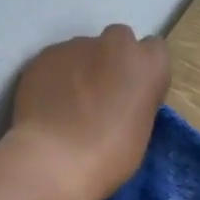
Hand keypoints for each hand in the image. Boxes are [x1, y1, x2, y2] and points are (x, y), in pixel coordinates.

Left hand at [10, 25, 170, 199]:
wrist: (54, 159)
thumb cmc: (109, 156)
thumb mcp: (140, 131)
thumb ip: (135, 102)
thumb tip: (119, 100)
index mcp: (148, 64)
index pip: (154, 50)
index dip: (142, 70)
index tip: (132, 91)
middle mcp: (115, 44)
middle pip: (119, 40)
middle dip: (112, 59)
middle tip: (100, 93)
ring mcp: (77, 45)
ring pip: (83, 50)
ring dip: (81, 68)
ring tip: (68, 103)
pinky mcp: (45, 54)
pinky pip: (56, 61)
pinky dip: (55, 76)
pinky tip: (48, 103)